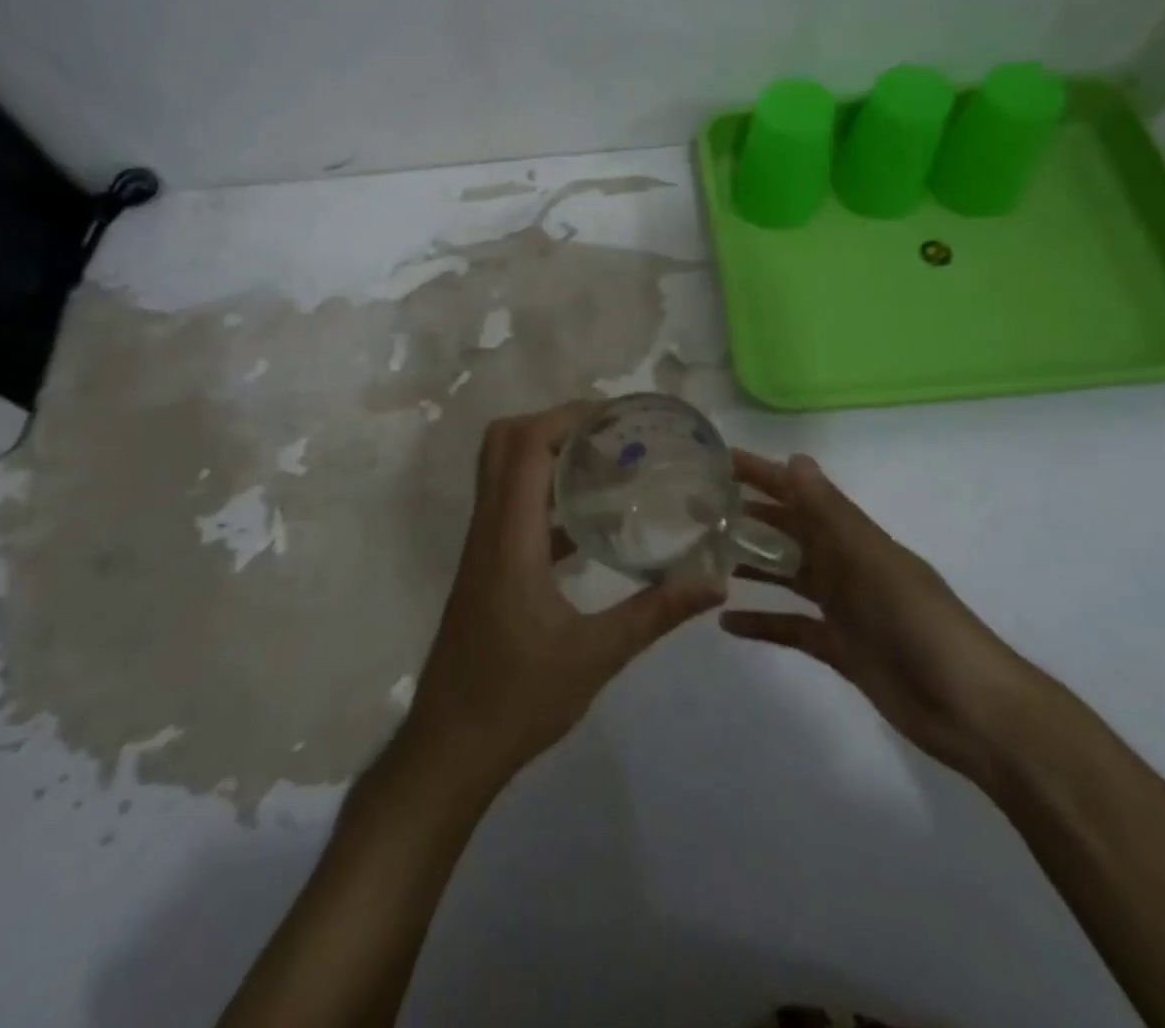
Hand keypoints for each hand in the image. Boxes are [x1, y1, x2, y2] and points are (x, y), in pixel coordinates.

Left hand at [402, 403, 726, 791]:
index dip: (566, 418)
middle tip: (609, 435)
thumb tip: (714, 582)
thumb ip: (655, 613)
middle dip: (554, 425)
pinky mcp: (488, 568)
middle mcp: (488, 529)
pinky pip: (513, 509)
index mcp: (508, 536)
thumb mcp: (595, 656)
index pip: (525, 446)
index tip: (614, 417)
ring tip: (607, 465)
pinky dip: (547, 497)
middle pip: (504, 444)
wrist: (450, 748)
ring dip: (548, 456)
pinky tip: (591, 523)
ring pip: (504, 473)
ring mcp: (483, 548)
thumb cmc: (517, 699)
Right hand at [722, 450, 1042, 791]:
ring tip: (703, 559)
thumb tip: (795, 458)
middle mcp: (845, 565)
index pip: (799, 494)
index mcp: (854, 537)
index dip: (762, 475)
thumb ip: (832, 514)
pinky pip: (792, 627)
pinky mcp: (840, 648)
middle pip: (789, 532)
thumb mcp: (873, 561)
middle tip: (696, 511)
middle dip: (747, 518)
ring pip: (787, 576)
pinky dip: (763, 623)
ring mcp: (843, 607)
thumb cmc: (920, 623)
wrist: (970, 708)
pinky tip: (727, 624)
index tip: (718, 461)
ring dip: (751, 565)